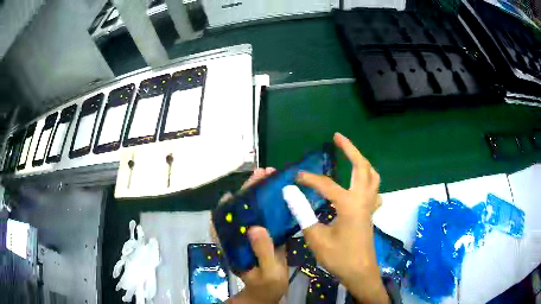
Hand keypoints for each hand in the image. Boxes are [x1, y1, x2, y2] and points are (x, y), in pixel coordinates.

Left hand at [220, 168, 288, 303]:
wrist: (271, 292)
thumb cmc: (266, 285)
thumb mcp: (267, 272)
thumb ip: (262, 251)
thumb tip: (255, 227)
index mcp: (232, 245)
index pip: (221, 222)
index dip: (225, 206)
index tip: (235, 192)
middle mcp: (238, 237)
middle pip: (238, 210)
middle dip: (248, 191)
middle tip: (262, 174)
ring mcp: (251, 235)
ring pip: (252, 210)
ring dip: (259, 193)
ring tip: (271, 177)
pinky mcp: (263, 235)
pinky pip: (265, 216)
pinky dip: (271, 204)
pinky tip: (281, 195)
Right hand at [286, 133, 387, 303]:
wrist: (360, 272)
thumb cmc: (339, 257)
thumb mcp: (316, 237)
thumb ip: (303, 213)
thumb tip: (289, 193)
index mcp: (349, 205)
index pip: (326, 185)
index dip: (309, 179)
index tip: (295, 177)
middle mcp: (363, 200)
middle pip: (361, 167)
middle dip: (350, 149)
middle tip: (337, 137)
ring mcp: (369, 206)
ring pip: (372, 176)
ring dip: (362, 162)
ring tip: (350, 155)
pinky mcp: (370, 213)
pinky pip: (374, 190)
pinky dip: (368, 180)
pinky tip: (360, 185)